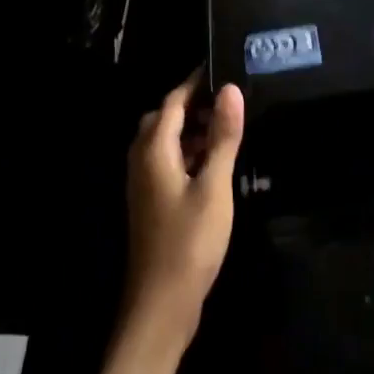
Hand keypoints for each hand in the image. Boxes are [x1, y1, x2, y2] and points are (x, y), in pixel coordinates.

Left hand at [124, 70, 243, 347]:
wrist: (160, 307)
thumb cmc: (189, 242)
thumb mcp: (215, 186)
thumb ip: (223, 136)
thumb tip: (231, 89)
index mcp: (153, 149)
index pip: (174, 100)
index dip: (197, 82)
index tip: (224, 66)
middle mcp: (142, 160)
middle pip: (166, 118)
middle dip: (195, 104)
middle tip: (230, 99)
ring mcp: (144, 183)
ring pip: (167, 141)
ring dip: (193, 129)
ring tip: (229, 127)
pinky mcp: (152, 202)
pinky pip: (169, 162)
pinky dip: (190, 152)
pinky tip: (215, 163)